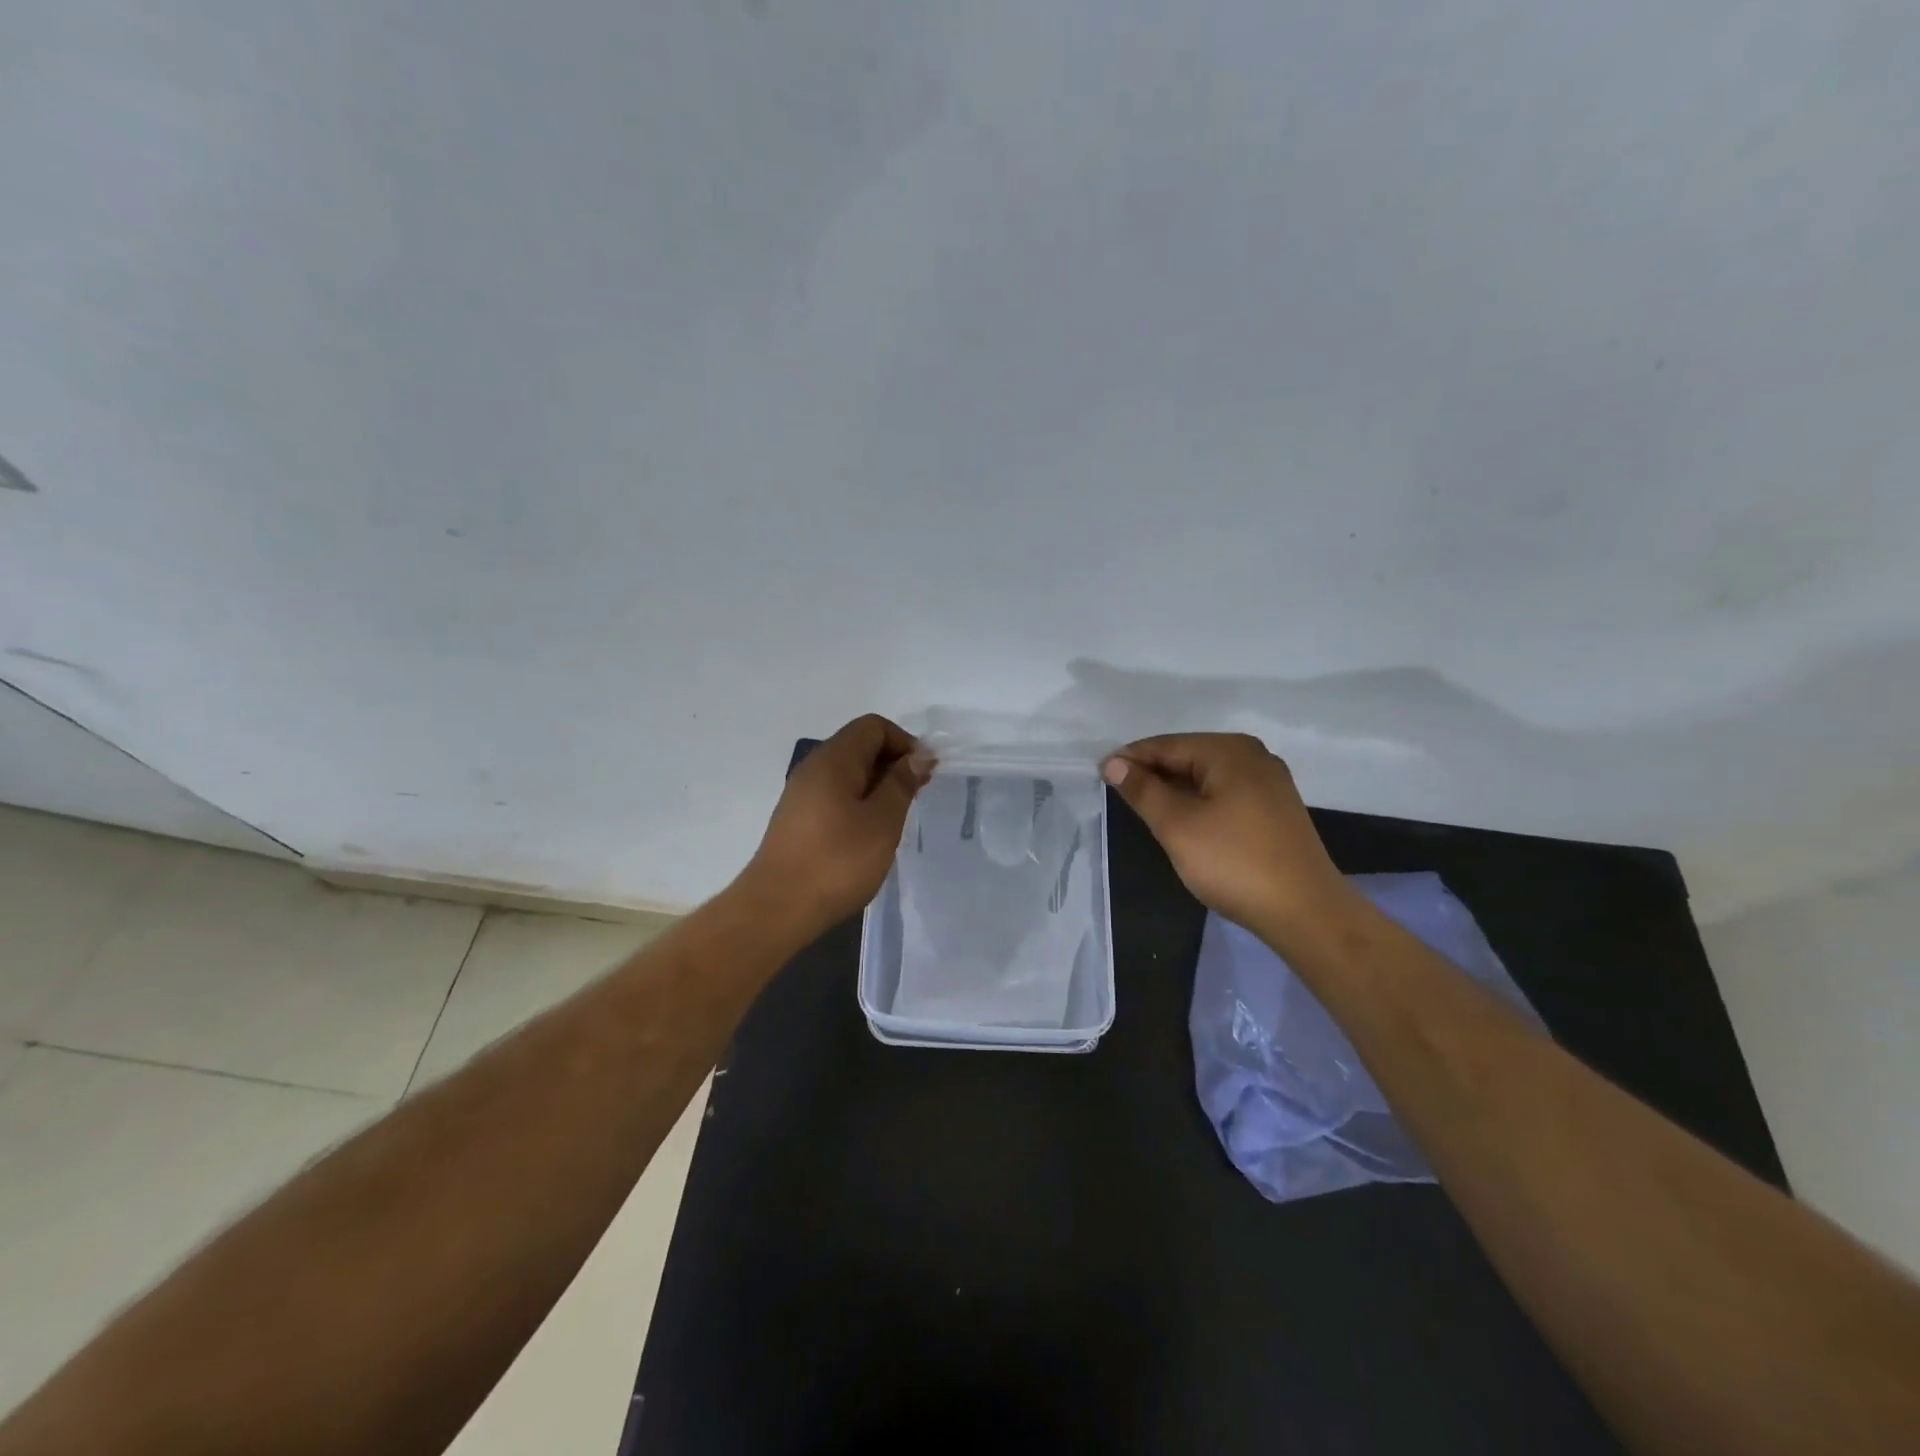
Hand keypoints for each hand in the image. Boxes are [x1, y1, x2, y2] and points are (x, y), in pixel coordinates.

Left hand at [741, 714, 929, 936]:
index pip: (873, 726)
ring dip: (877, 786)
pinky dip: (858, 803)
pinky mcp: (797, 819)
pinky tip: (869, 835)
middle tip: (915, 797)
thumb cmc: (837, 862)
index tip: (924, 774)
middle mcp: (813, 767)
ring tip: (895, 818)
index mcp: (834, 759)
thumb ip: (902, 783)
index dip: (904, 742)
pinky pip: (835, 795)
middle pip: (859, 745)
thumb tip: (918, 755)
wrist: (777, 908)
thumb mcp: (883, 821)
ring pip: (847, 772)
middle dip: (893, 763)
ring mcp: (801, 794)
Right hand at [1101, 733, 1354, 938]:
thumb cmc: (1234, 862)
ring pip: (1206, 776)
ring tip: (1144, 808)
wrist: (1305, 912)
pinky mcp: (1274, 808)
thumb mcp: (1177, 825)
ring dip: (1174, 789)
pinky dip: (1198, 801)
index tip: (1098, 774)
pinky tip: (1183, 820)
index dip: (1130, 759)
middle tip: (1118, 794)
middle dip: (1152, 773)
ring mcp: (1268, 782)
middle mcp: (1253, 756)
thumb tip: (1113, 764)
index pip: (1167, 745)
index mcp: (1230, 751)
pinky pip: (1224, 792)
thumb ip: (1143, 790)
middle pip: (1188, 756)